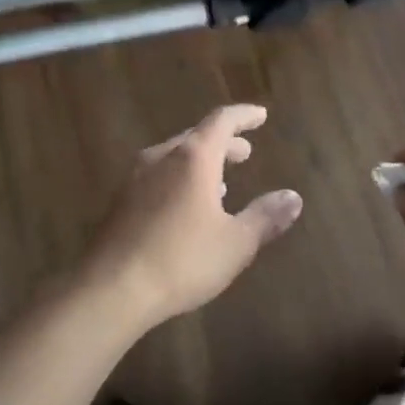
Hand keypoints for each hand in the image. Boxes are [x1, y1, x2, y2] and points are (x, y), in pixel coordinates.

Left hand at [68, 105, 303, 326]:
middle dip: (223, 142)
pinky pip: (156, 176)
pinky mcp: (120, 201)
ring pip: (173, 157)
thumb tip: (293, 198)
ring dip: (200, 163)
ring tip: (221, 182)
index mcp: (192, 158)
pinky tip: (185, 206)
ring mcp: (135, 178)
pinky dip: (179, 179)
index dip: (243, 116)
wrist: (111, 288)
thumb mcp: (235, 243)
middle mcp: (161, 157)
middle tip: (245, 152)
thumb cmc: (181, 260)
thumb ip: (265, 217)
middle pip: (196, 137)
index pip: (221, 121)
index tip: (260, 115)